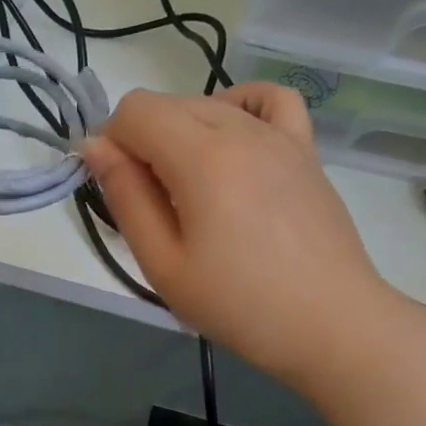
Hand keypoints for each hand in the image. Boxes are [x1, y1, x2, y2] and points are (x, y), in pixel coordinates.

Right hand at [81, 84, 391, 385]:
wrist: (331, 325)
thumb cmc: (239, 305)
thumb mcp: (163, 264)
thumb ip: (126, 197)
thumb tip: (94, 146)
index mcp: (202, 159)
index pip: (136, 110)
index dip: (111, 141)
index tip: (117, 187)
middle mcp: (241, 131)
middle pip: (168, 103)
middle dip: (141, 140)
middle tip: (151, 203)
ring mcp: (280, 136)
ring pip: (209, 102)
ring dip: (181, 132)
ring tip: (189, 186)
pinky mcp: (305, 149)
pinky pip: (270, 100)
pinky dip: (239, 106)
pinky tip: (232, 139)